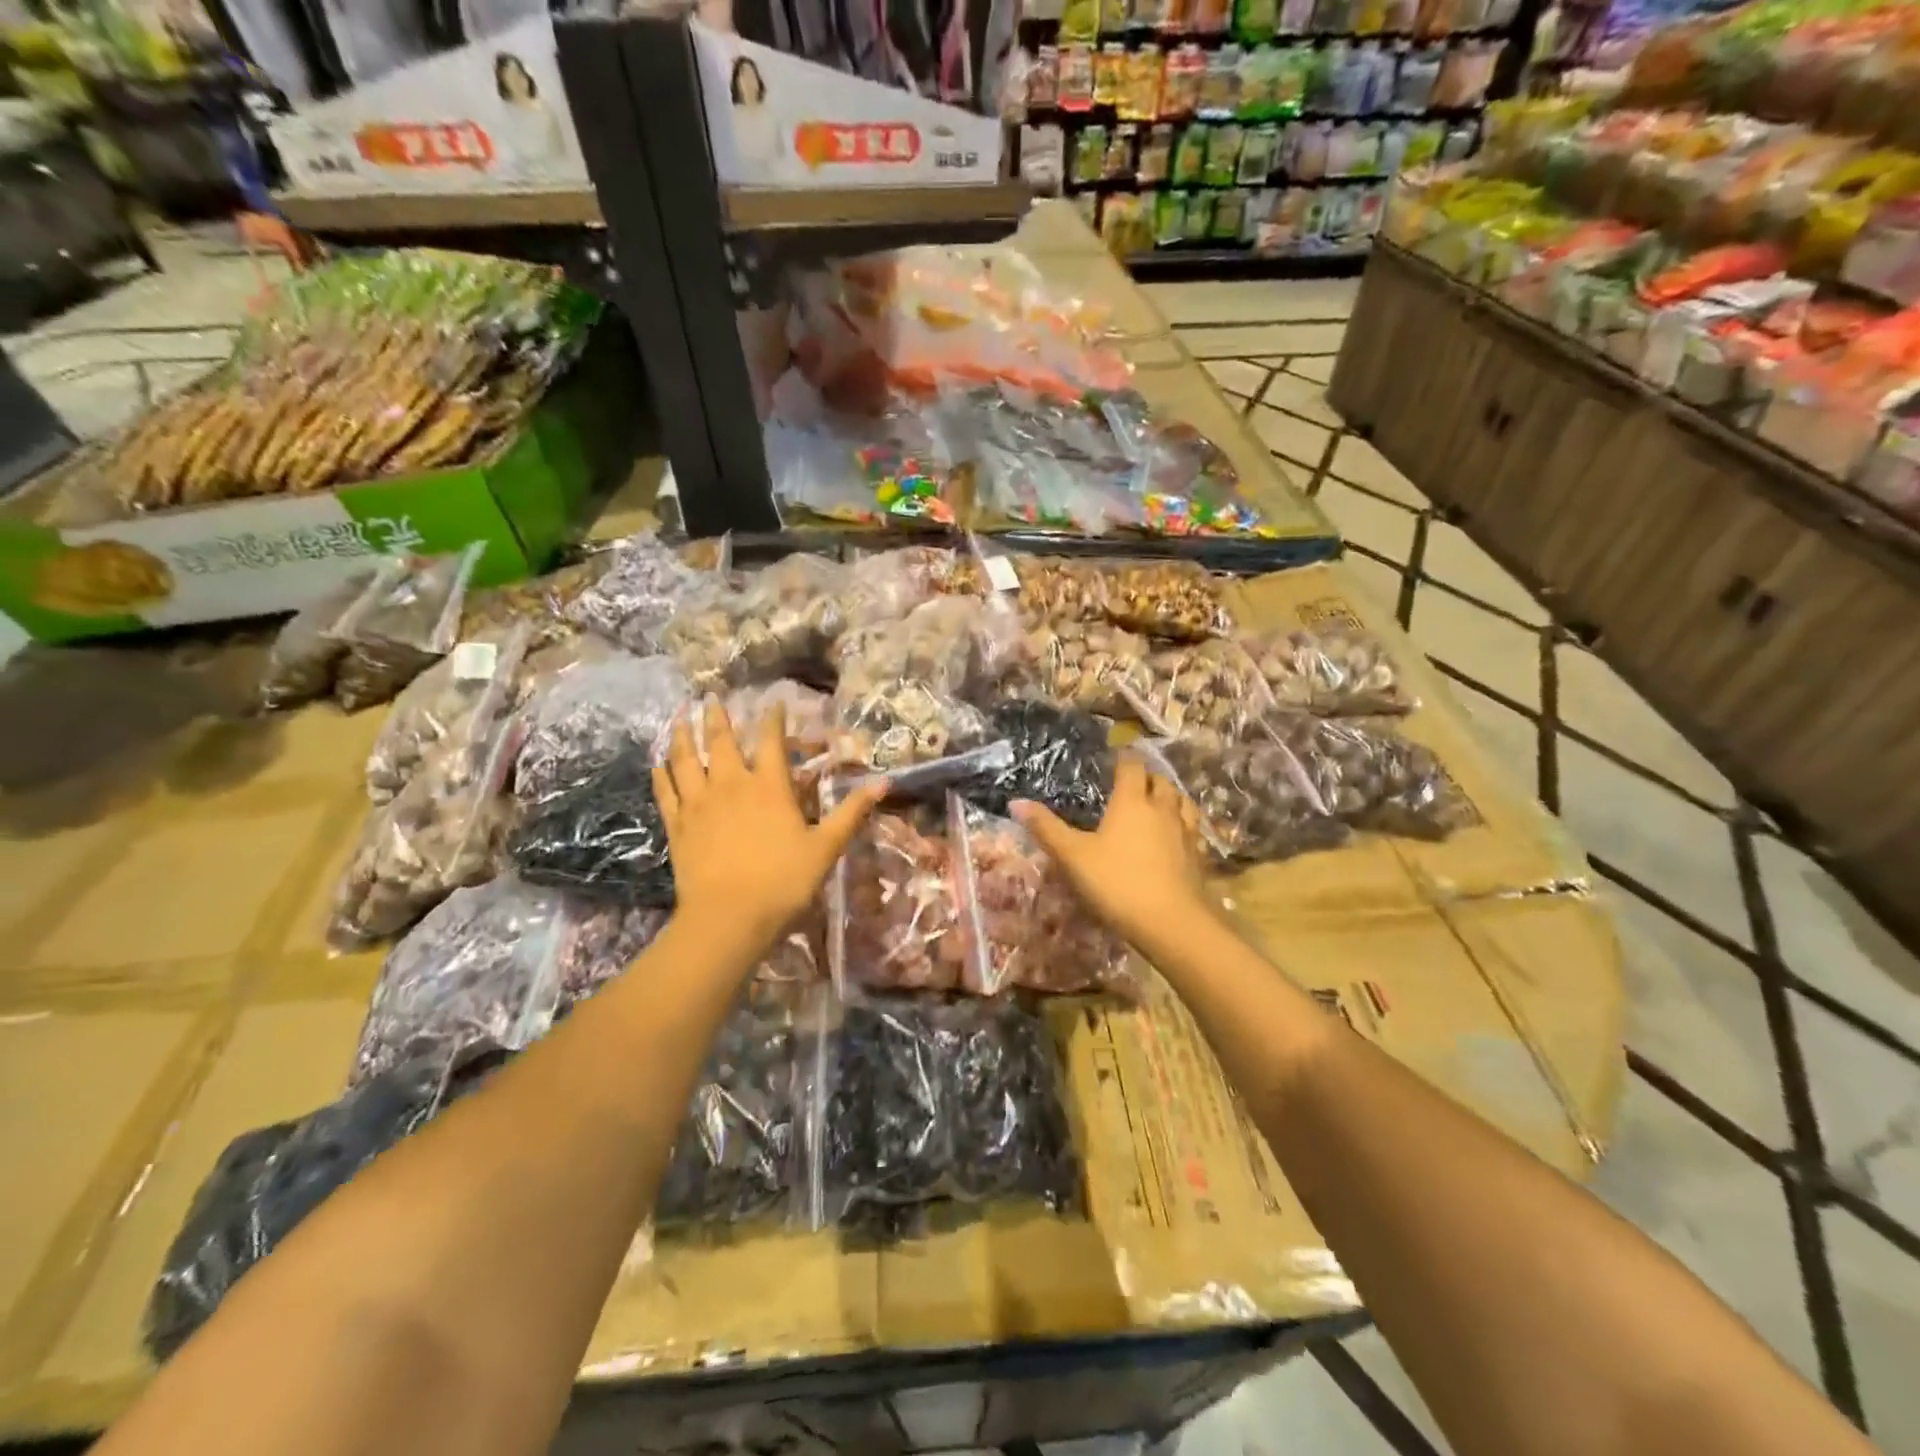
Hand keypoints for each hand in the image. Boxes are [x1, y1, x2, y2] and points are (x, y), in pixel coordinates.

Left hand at [654, 699, 883, 949]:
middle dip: (716, 717)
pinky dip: (662, 773)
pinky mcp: (678, 826)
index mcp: (769, 786)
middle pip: (720, 741)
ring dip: (682, 735)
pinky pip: (666, 791)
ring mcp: (699, 804)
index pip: (770, 741)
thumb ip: (852, 812)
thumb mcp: (826, 847)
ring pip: (685, 759)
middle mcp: (731, 785)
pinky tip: (659, 762)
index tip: (773, 702)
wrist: (728, 918)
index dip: (773, 719)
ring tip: (679, 716)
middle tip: (710, 697)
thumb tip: (885, 782)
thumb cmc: (783, 881)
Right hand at [1012, 754, 1212, 950]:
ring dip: (1170, 797)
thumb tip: (1015, 802)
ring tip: (1158, 802)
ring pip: (1182, 803)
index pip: (1131, 766)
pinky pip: (1192, 829)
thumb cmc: (1117, 882)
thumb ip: (1046, 828)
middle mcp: (1162, 809)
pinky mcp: (1198, 858)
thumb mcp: (1073, 856)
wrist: (1172, 923)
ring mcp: (1184, 833)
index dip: (1123, 759)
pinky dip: (1183, 824)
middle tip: (1132, 781)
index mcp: (1131, 801)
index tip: (1114, 757)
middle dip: (1147, 777)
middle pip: (1160, 781)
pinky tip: (1175, 837)